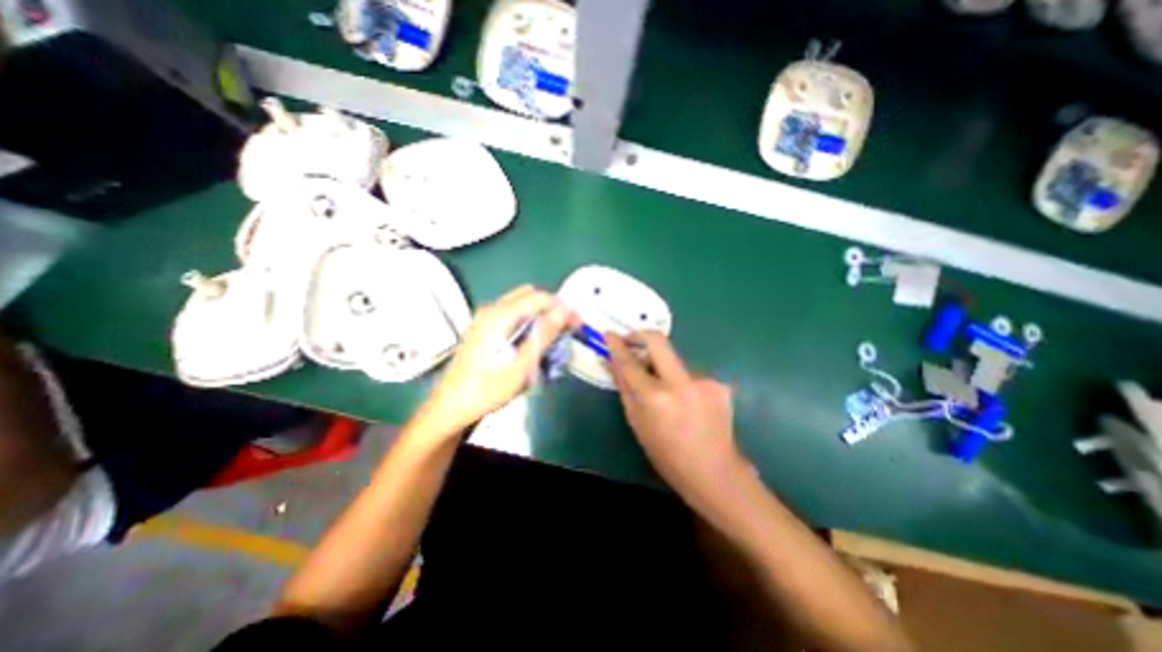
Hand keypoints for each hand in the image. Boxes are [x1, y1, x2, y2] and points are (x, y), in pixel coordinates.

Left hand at [424, 282, 576, 431]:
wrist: (452, 405)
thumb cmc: (488, 389)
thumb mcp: (522, 365)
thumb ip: (544, 335)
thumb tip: (564, 311)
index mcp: (500, 316)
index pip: (540, 297)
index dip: (561, 307)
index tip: (575, 324)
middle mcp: (491, 309)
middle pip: (529, 295)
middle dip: (551, 309)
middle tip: (564, 330)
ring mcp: (484, 317)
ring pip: (520, 303)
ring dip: (539, 315)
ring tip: (549, 339)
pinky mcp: (483, 326)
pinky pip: (511, 313)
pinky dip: (526, 321)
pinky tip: (529, 342)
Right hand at [604, 337, 748, 513]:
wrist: (714, 472)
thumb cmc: (666, 454)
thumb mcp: (637, 422)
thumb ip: (624, 387)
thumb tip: (612, 362)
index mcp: (655, 398)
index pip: (630, 363)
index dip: (617, 345)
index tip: (609, 334)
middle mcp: (680, 383)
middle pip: (658, 341)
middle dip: (641, 335)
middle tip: (632, 341)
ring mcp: (703, 380)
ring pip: (675, 361)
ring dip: (664, 369)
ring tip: (666, 394)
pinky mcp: (718, 383)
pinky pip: (690, 374)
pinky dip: (682, 382)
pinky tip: (687, 403)